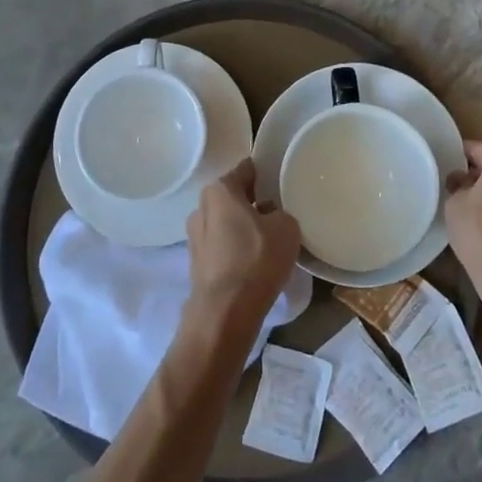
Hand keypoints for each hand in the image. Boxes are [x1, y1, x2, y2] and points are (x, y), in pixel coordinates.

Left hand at [183, 160, 300, 340]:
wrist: (226, 311)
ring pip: (226, 222)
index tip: (281, 182)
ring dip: (244, 228)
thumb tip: (271, 216)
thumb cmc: (256, 259)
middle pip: (233, 197)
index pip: (246, 170)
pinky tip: (254, 262)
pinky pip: (222, 246)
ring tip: (269, 241)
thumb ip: (281, 212)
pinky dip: (236, 249)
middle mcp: (201, 207)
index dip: (265, 173)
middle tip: (279, 212)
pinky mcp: (196, 262)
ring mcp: (194, 236)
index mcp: (219, 190)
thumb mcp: (287, 227)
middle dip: (254, 202)